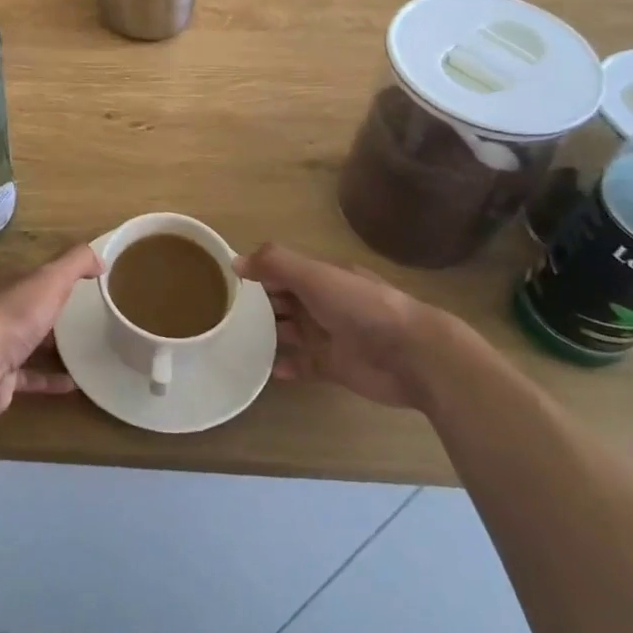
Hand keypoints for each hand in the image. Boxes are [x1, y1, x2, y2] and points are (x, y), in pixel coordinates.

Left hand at [0, 244, 100, 413]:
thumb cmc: (14, 314)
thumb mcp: (50, 278)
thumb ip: (75, 263)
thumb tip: (100, 258)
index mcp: (2, 282)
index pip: (28, 274)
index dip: (49, 276)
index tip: (75, 283)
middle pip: (24, 308)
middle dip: (47, 311)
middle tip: (80, 318)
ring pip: (24, 342)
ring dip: (47, 346)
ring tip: (80, 349)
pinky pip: (29, 376)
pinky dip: (49, 379)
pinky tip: (74, 383)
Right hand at [235, 244, 437, 408]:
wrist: (412, 356)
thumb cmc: (361, 306)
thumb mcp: (315, 275)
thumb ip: (275, 264)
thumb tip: (235, 262)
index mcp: (320, 276)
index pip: (280, 270)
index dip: (255, 273)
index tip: (222, 281)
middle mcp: (321, 302)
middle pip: (281, 301)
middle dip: (254, 305)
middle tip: (221, 313)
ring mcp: (327, 335)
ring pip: (287, 332)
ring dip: (264, 335)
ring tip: (232, 340)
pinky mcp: (331, 366)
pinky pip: (300, 365)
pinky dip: (282, 367)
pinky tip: (262, 369)